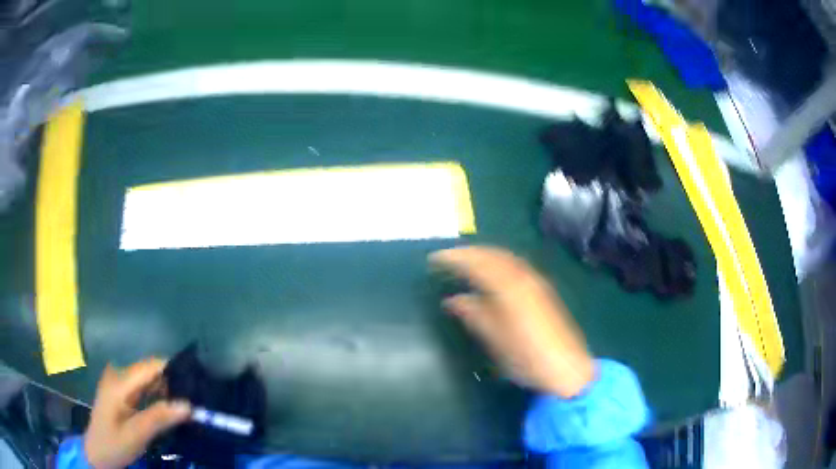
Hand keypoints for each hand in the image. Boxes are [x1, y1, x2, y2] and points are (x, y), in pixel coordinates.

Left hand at [84, 359, 190, 468]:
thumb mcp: (137, 435)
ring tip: (187, 404)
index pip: (150, 366)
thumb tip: (188, 405)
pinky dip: (157, 396)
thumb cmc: (114, 444)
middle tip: (196, 400)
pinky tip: (169, 408)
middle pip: (149, 371)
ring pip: (147, 379)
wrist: (97, 454)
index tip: (197, 384)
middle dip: (172, 382)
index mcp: (119, 382)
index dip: (173, 370)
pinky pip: (142, 388)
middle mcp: (118, 376)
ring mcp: (118, 383)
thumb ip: (159, 418)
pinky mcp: (120, 392)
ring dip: (166, 390)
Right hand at [429, 246, 594, 397]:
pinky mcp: (542, 291)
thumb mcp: (495, 340)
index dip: (455, 258)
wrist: (566, 368)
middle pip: (494, 255)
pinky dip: (498, 263)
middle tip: (448, 257)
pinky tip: (492, 274)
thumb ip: (474, 315)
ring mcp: (536, 283)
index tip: (435, 259)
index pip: (478, 263)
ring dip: (484, 255)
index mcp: (510, 288)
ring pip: (506, 258)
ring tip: (466, 262)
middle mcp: (524, 278)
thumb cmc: (527, 358)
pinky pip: (515, 266)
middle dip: (470, 252)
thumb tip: (453, 300)